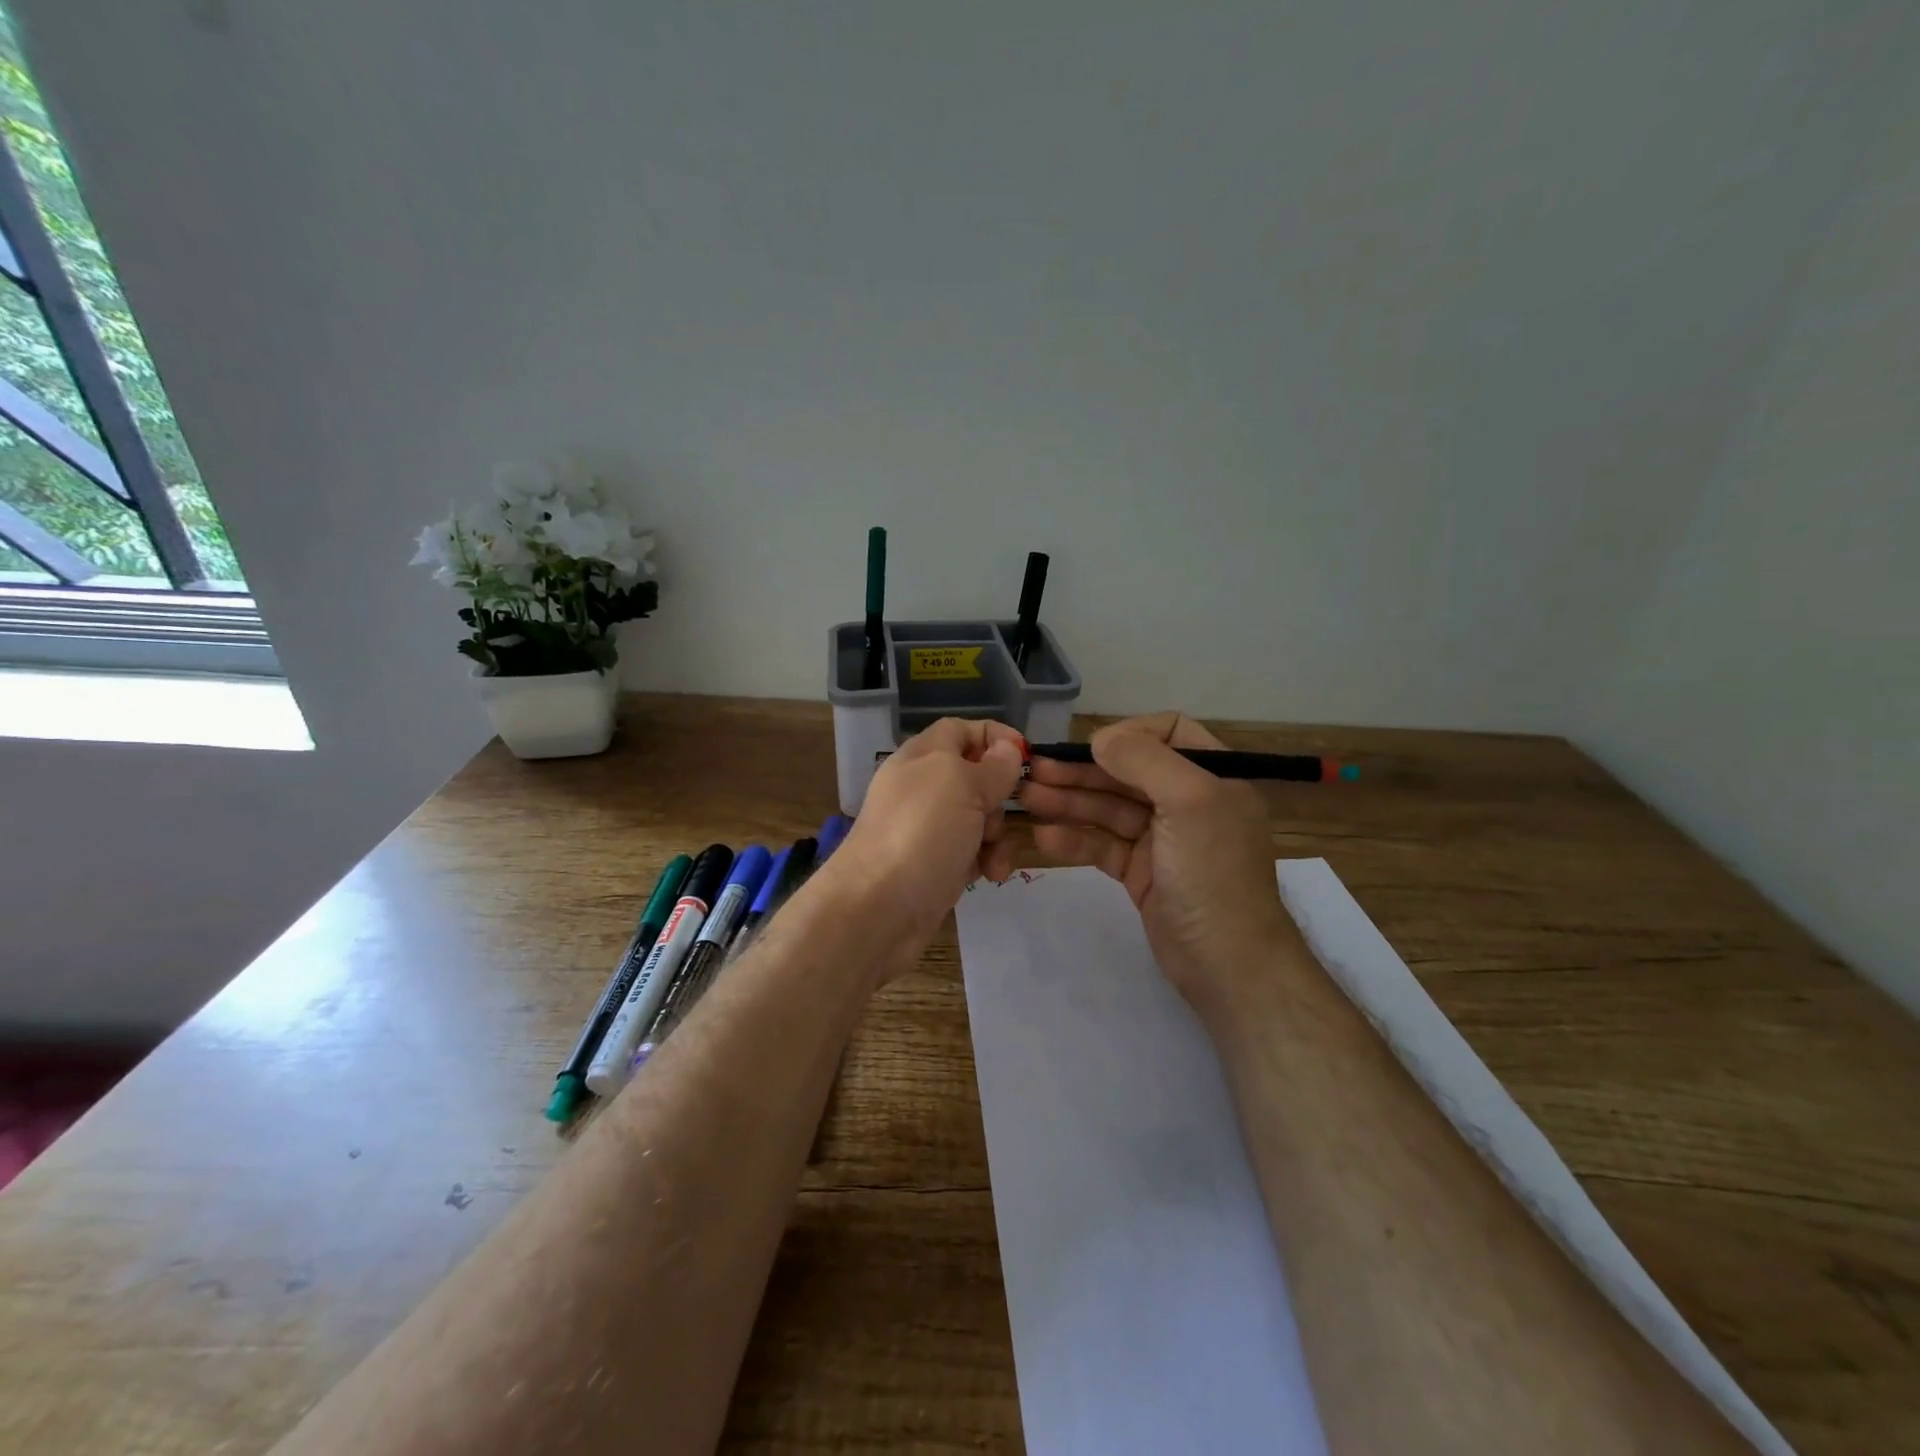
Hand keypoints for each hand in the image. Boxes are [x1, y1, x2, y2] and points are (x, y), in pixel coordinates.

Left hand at [816, 717, 1026, 973]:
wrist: (877, 906)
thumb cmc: (922, 832)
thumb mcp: (963, 786)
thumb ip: (992, 766)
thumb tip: (1008, 748)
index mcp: (922, 757)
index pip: (960, 730)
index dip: (994, 736)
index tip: (1027, 756)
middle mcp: (922, 788)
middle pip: (975, 777)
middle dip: (999, 797)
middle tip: (1000, 816)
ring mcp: (927, 828)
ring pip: (978, 818)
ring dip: (997, 835)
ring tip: (994, 858)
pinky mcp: (934, 864)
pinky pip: (970, 851)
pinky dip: (983, 860)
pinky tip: (987, 877)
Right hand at [1020, 711, 1299, 1010]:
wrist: (1228, 965)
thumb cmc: (1213, 874)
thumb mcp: (1190, 802)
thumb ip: (1145, 760)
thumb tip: (1100, 738)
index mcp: (1213, 777)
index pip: (1168, 733)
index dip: (1127, 735)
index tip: (1088, 748)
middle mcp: (1188, 802)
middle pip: (1127, 773)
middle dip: (1082, 771)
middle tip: (1033, 772)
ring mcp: (1163, 840)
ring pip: (1109, 810)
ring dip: (1069, 802)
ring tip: (1027, 799)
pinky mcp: (1142, 873)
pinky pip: (1103, 846)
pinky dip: (1076, 840)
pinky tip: (1045, 838)